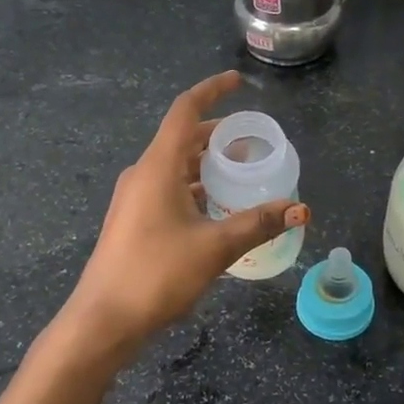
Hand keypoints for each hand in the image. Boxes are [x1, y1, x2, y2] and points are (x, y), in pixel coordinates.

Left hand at [67, 71, 308, 343]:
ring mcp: (134, 198)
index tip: (237, 83)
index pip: (185, 112)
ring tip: (241, 173)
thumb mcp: (214, 247)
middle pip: (183, 139)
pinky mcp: (134, 221)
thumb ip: (258, 224)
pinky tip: (217, 209)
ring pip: (176, 167)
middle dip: (218, 135)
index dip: (211, 91)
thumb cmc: (156, 274)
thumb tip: (300, 209)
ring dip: (207, 164)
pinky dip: (195, 188)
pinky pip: (168, 189)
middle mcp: (143, 174)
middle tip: (253, 141)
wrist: (103, 320)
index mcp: (157, 167)